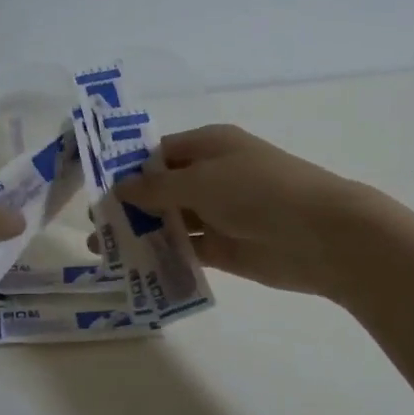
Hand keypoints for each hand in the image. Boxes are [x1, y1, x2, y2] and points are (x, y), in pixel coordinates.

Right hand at [112, 124, 373, 295]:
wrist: (321, 235)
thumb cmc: (258, 191)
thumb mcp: (201, 181)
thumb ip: (157, 187)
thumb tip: (119, 186)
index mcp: (209, 146)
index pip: (159, 153)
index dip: (127, 169)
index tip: (92, 189)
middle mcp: (212, 176)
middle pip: (162, 189)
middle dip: (128, 206)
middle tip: (92, 227)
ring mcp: (220, 213)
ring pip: (172, 222)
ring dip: (142, 234)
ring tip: (103, 252)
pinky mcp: (226, 248)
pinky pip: (188, 250)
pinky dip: (165, 257)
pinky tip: (135, 268)